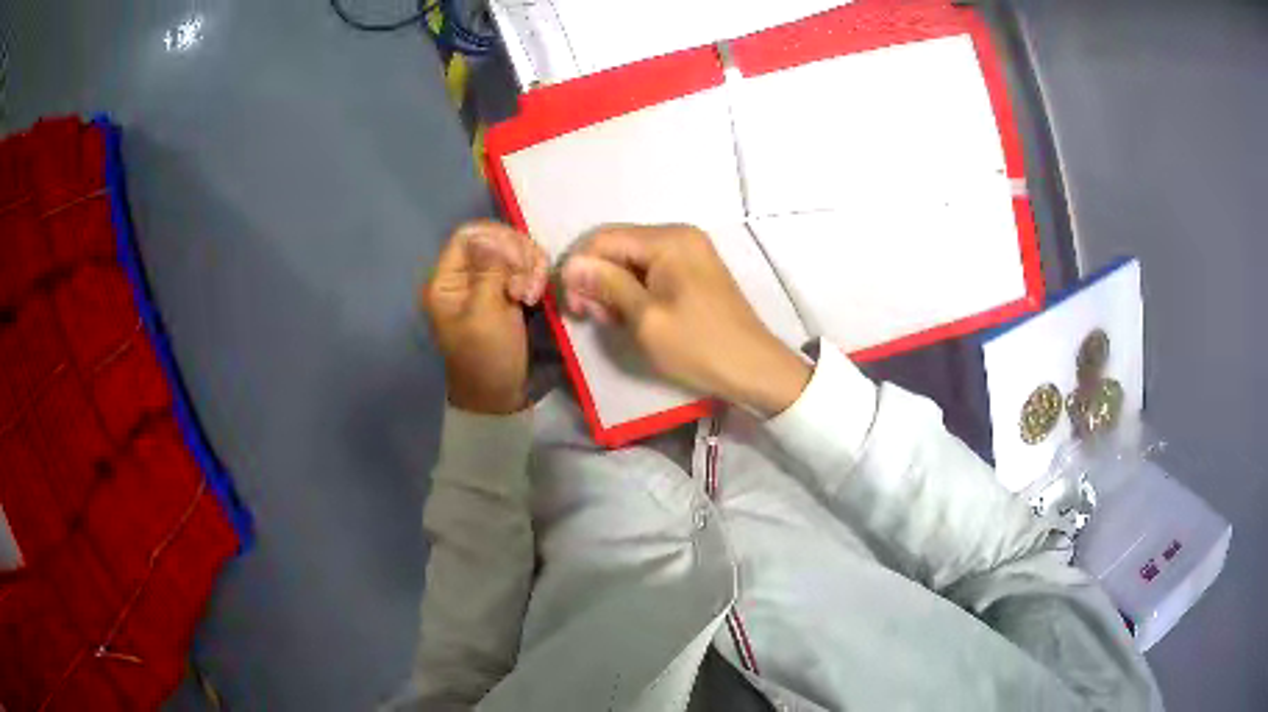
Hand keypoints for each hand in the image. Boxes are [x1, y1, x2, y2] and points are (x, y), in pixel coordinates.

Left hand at [422, 220, 548, 413]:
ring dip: (531, 266)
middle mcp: (466, 275)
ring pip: (515, 250)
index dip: (497, 240)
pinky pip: (526, 267)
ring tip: (533, 296)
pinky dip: (536, 274)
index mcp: (447, 280)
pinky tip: (537, 295)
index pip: (469, 234)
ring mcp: (489, 282)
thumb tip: (489, 236)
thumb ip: (487, 272)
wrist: (500, 396)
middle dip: (518, 256)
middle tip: (526, 289)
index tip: (515, 266)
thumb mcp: (484, 315)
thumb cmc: (485, 359)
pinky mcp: (509, 290)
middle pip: (496, 237)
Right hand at [560, 224, 810, 416]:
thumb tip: (569, 264)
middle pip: (617, 247)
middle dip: (596, 279)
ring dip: (613, 288)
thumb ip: (606, 285)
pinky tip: (631, 316)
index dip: (579, 268)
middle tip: (593, 318)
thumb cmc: (698, 346)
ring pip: (630, 260)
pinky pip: (650, 270)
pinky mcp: (692, 270)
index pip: (603, 239)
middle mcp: (678, 235)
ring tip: (613, 321)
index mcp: (668, 240)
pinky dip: (633, 290)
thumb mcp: (645, 318)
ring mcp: (688, 251)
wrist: (753, 369)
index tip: (572, 307)